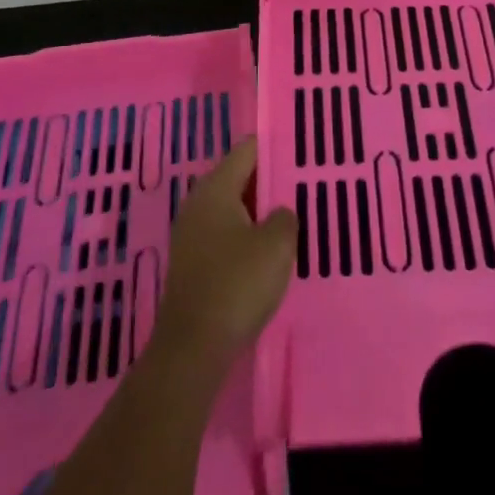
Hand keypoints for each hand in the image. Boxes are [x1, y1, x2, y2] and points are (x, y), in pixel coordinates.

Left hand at [154, 137, 297, 372]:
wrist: (193, 347)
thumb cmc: (237, 284)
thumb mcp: (277, 245)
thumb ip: (285, 217)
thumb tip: (279, 213)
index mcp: (215, 187)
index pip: (247, 149)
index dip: (275, 146)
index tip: (302, 150)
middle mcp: (198, 203)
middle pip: (239, 177)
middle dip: (269, 181)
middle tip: (303, 185)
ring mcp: (191, 233)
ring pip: (233, 208)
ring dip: (259, 212)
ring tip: (293, 218)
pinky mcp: (193, 262)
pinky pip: (225, 235)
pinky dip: (246, 236)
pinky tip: (268, 252)